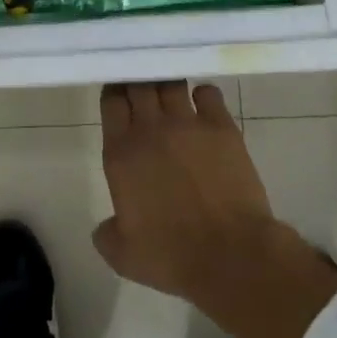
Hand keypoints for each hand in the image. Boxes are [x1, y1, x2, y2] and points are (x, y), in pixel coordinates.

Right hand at [93, 81, 274, 297]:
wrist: (230, 255)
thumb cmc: (171, 256)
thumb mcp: (122, 255)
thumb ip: (106, 234)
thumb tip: (106, 226)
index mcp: (121, 153)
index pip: (111, 102)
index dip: (113, 93)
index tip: (117, 95)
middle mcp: (150, 129)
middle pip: (139, 84)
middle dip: (138, 81)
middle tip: (142, 89)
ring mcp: (188, 124)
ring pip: (171, 83)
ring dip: (167, 84)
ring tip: (170, 91)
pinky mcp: (222, 127)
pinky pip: (208, 93)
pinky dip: (203, 94)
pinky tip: (203, 104)